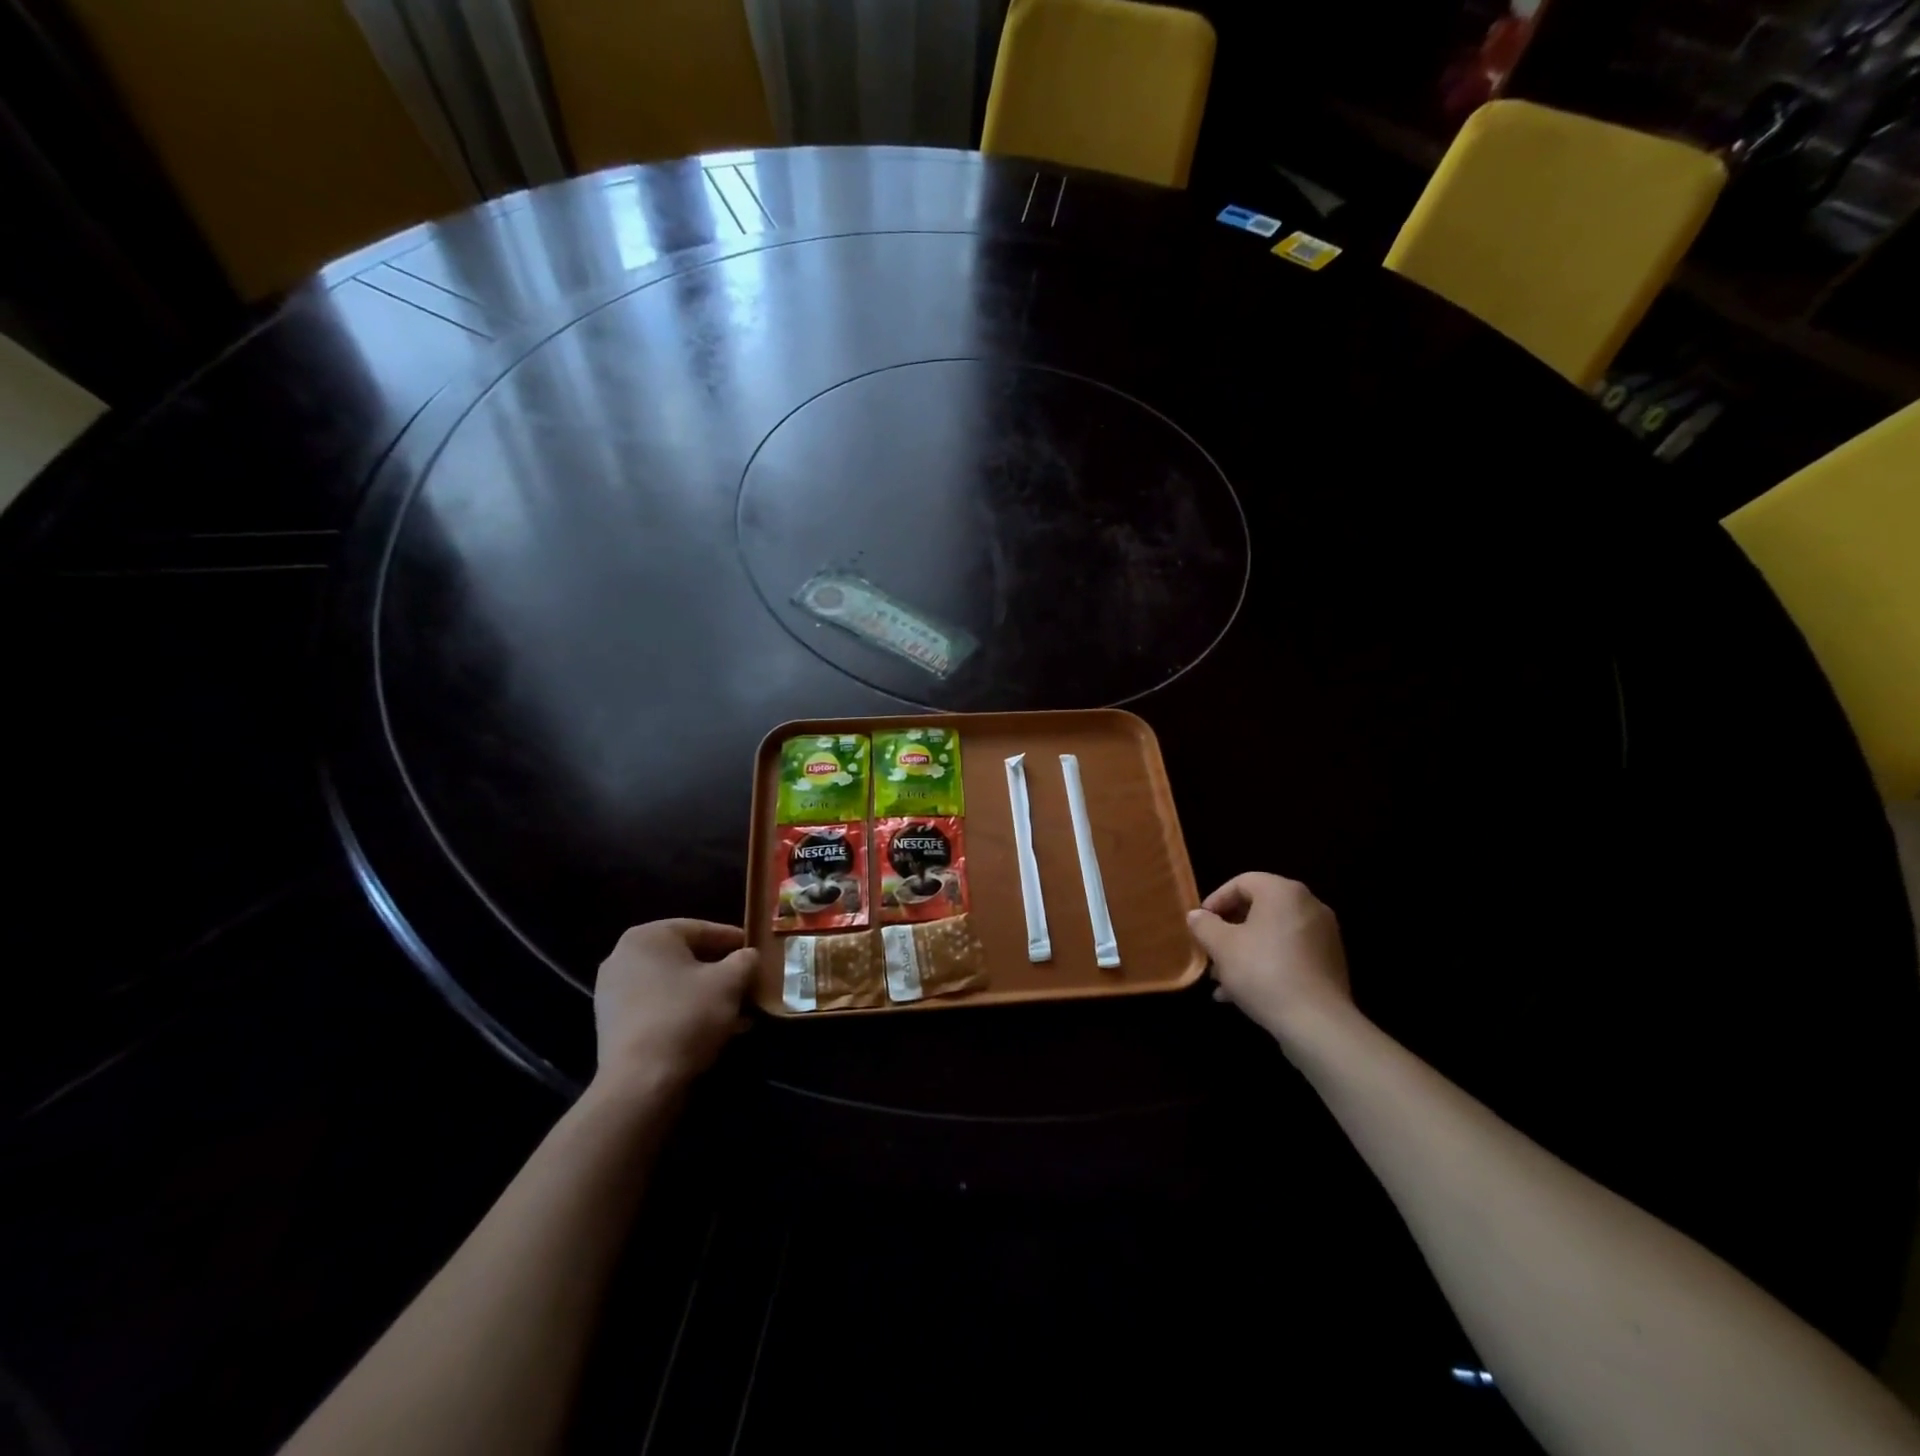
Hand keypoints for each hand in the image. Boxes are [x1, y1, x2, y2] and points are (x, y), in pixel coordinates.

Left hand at [591, 920, 756, 1099]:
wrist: (640, 1083)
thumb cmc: (687, 1016)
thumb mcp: (730, 982)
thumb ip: (745, 960)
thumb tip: (748, 956)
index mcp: (648, 936)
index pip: (701, 929)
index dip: (734, 940)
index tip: (757, 952)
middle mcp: (623, 957)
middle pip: (686, 958)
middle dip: (720, 972)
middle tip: (748, 983)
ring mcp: (613, 992)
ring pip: (673, 985)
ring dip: (706, 995)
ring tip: (738, 1012)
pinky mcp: (613, 1024)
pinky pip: (658, 1007)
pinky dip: (685, 1012)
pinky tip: (714, 1030)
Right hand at [1187, 873, 1351, 1040]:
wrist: (1317, 1023)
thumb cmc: (1263, 972)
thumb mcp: (1221, 946)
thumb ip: (1204, 925)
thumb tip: (1196, 915)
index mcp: (1283, 892)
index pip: (1242, 882)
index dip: (1216, 901)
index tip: (1200, 924)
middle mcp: (1309, 906)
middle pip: (1258, 909)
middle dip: (1229, 931)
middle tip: (1210, 951)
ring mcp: (1323, 936)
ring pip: (1272, 935)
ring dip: (1245, 952)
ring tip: (1221, 980)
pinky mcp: (1330, 964)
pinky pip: (1290, 954)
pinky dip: (1267, 965)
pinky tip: (1243, 993)